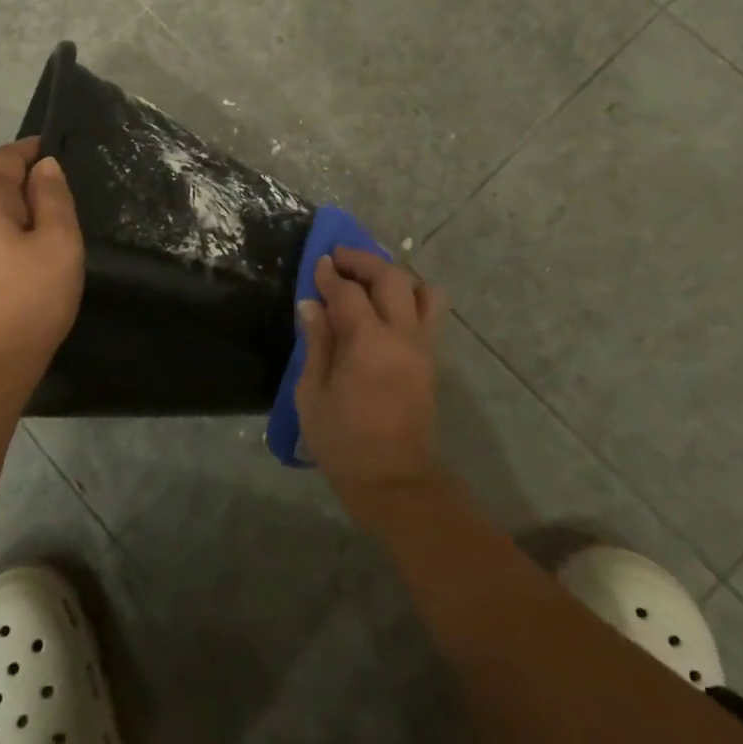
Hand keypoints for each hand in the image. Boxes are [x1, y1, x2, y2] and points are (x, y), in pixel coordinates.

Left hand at [0, 138, 83, 380]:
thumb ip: (54, 197)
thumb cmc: (30, 298)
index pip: (7, 156)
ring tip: (55, 230)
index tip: (62, 152)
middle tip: (68, 200)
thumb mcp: (59, 242)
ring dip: (21, 211)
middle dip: (30, 183)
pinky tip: (31, 256)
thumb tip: (45, 166)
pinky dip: (9, 232)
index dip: (34, 149)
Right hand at [295, 247, 444, 516]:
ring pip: (422, 290)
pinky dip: (410, 298)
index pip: (349, 292)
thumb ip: (316, 343)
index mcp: (368, 343)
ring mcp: (423, 347)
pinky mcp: (431, 360)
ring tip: (369, 282)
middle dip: (364, 261)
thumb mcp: (312, 394)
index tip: (317, 263)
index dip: (329, 274)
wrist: (395, 482)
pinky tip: (385, 309)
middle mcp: (402, 336)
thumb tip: (311, 304)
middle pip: (392, 277)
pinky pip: (430, 313)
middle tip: (340, 261)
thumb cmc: (343, 442)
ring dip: (395, 277)